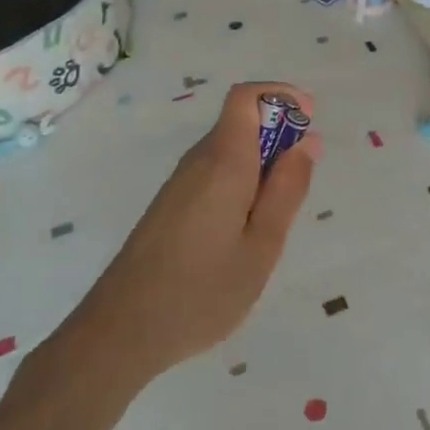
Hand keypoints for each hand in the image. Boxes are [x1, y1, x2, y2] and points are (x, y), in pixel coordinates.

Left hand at [64, 82, 318, 387]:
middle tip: (298, 189)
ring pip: (230, 150)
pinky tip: (242, 236)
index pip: (246, 96)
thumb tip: (308, 140)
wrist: (119, 334)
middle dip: (279, 137)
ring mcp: (180, 183)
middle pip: (241, 121)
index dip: (281, 95)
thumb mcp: (262, 246)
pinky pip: (215, 173)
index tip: (310, 121)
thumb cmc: (201, 292)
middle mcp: (198, 160)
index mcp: (223, 160)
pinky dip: (241, 184)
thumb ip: (288, 189)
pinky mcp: (171, 205)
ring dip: (261, 165)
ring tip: (271, 223)